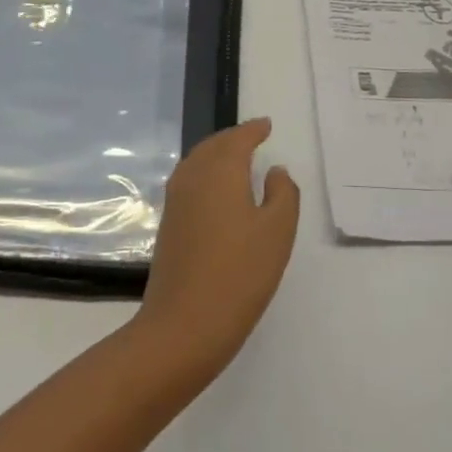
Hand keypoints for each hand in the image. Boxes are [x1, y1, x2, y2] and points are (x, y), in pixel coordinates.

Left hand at [134, 118, 299, 384]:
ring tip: (237, 159)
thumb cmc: (239, 274)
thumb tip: (275, 171)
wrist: (183, 326)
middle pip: (214, 146)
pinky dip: (205, 174)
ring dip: (217, 154)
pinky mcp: (168, 224)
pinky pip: (189, 181)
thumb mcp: (277, 232)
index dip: (253, 130)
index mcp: (220, 171)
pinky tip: (216, 191)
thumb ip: (283, 194)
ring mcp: (176, 201)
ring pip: (197, 162)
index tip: (266, 125)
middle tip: (253, 137)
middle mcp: (193, 177)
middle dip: (233, 138)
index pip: (238, 139)